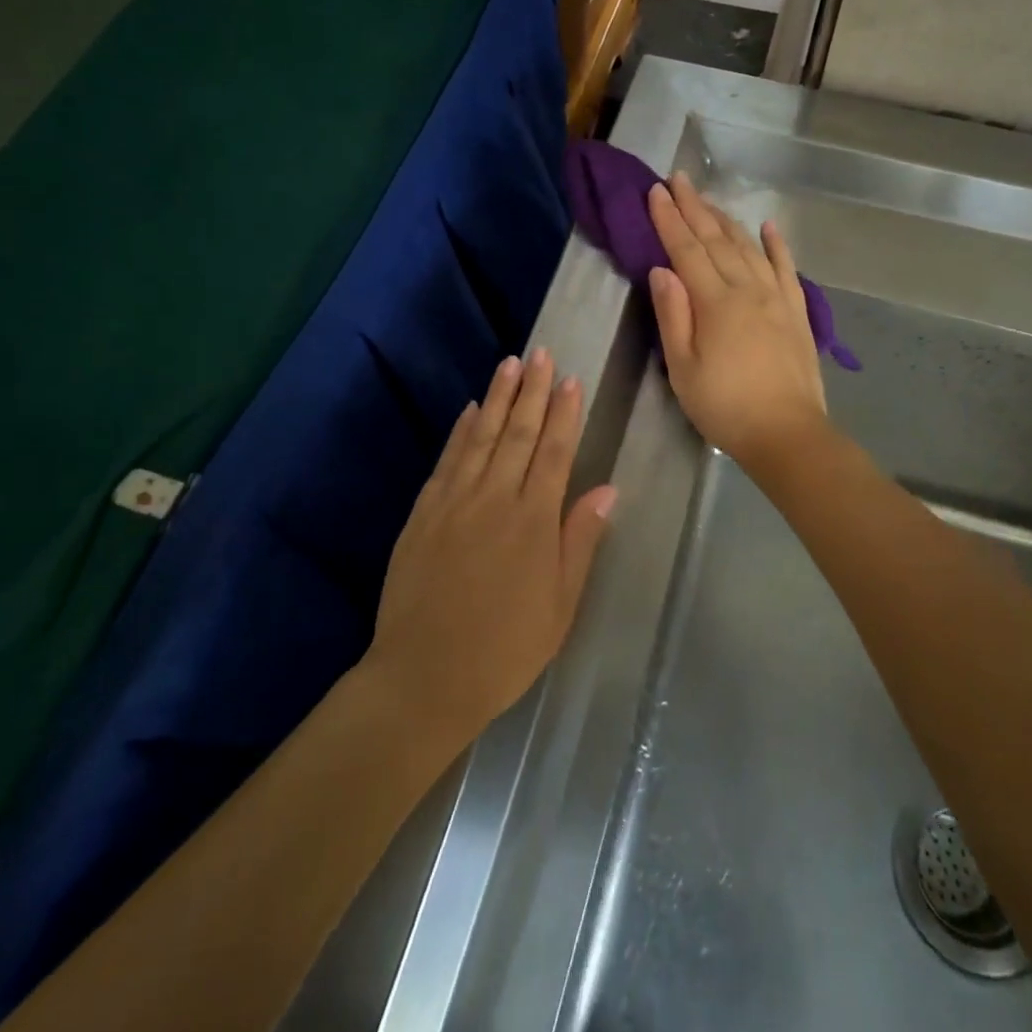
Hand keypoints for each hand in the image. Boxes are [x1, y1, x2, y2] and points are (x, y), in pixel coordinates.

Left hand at [366, 349, 616, 741]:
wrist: (425, 676)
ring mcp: (455, 502)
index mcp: (533, 521)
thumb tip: (607, 489)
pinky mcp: (424, 513)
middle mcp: (495, 499)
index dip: (565, 413)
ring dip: (498, 398)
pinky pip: (447, 461)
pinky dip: (460, 432)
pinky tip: (470, 410)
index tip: (572, 380)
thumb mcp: (560, 604)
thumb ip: (580, 540)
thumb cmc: (505, 648)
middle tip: (542, 354)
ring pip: (482, 437)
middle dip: (533, 391)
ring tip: (510, 364)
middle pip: (519, 434)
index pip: (555, 452)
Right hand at [647, 172, 829, 468]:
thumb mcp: (683, 367)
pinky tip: (768, 227)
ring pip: (748, 247)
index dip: (669, 220)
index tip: (655, 192)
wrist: (787, 433)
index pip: (686, 250)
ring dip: (727, 219)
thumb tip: (661, 269)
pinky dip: (777, 244)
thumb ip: (673, 315)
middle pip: (717, 239)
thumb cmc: (724, 406)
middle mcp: (747, 289)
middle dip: (695, 207)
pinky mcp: (797, 311)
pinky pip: (786, 268)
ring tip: (709, 199)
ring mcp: (777, 297)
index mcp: (715, 302)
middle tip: (679, 179)